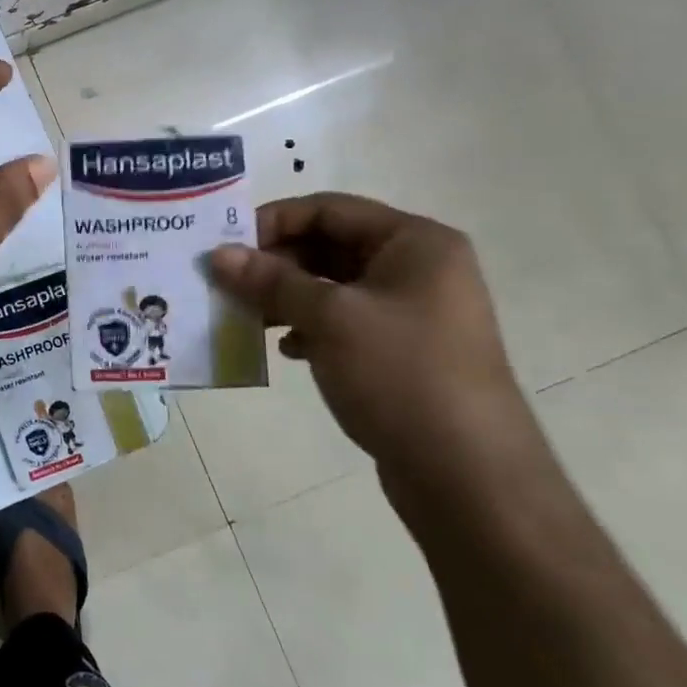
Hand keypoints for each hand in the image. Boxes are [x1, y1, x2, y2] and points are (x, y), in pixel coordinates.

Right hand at [208, 192, 544, 500]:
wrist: (469, 477)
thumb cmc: (401, 375)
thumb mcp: (330, 318)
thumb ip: (271, 281)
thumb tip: (217, 254)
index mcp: (415, 243)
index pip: (329, 209)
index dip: (273, 221)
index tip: (225, 245)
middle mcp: (417, 269)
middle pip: (330, 246)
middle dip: (275, 263)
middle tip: (226, 282)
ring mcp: (412, 313)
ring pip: (333, 287)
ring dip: (286, 297)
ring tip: (245, 315)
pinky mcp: (401, 352)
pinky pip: (343, 322)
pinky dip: (309, 328)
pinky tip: (284, 349)